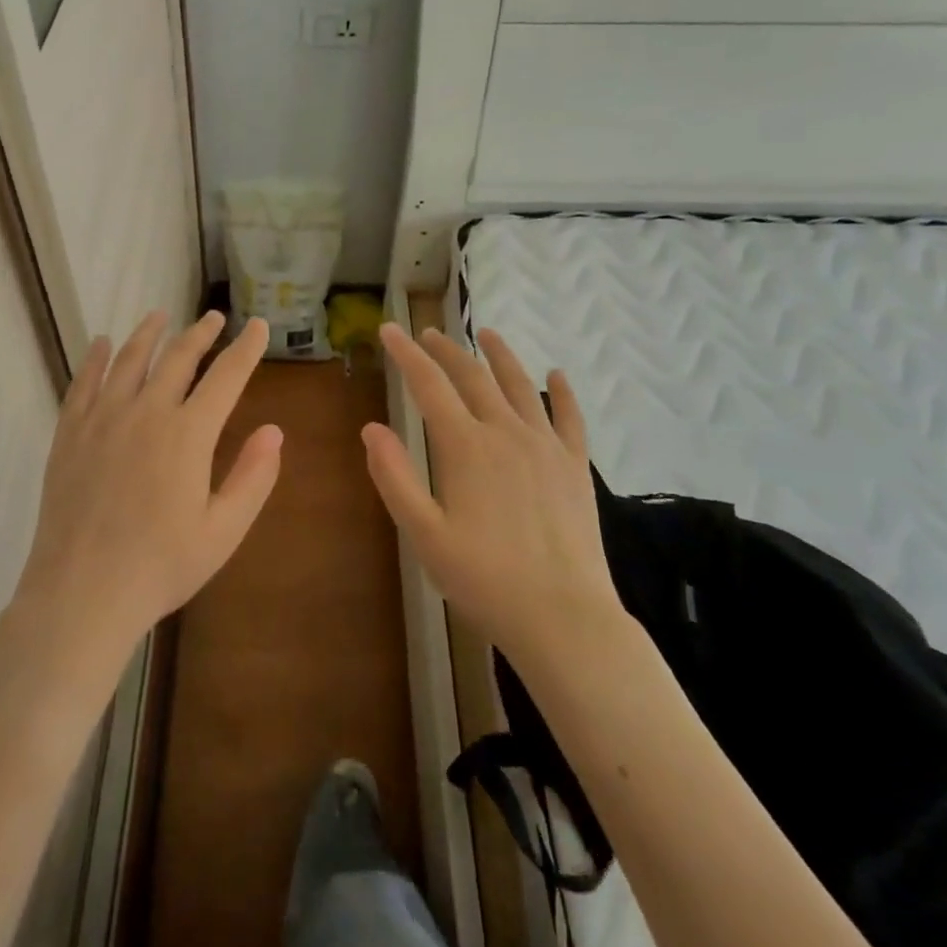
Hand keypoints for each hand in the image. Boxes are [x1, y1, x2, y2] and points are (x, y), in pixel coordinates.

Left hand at [14, 310, 282, 675]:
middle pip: (178, 358)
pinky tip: (103, 344)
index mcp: (189, 434)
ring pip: (130, 360)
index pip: (226, 376)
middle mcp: (147, 412)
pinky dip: (97, 358)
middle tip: (213, 318)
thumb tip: (275, 430)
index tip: (257, 326)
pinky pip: (84, 382)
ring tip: (160, 316)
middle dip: (200, 334)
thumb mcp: (223, 530)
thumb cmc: (161, 565)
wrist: (83, 590)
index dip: (246, 348)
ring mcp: (104, 418)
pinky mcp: (71, 432)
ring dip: (149, 333)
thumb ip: (253, 477)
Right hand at [362, 323, 626, 669]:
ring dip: (500, 356)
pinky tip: (557, 374)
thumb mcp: (423, 534)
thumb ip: (394, 477)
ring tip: (486, 334)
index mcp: (465, 447)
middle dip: (446, 350)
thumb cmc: (484, 579)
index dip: (406, 354)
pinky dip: (562, 391)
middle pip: (473, 377)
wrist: (563, 616)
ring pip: (521, 386)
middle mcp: (506, 433)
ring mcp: (546, 446)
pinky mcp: (575, 466)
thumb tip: (371, 428)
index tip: (389, 330)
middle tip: (427, 333)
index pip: (429, 385)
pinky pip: (569, 417)